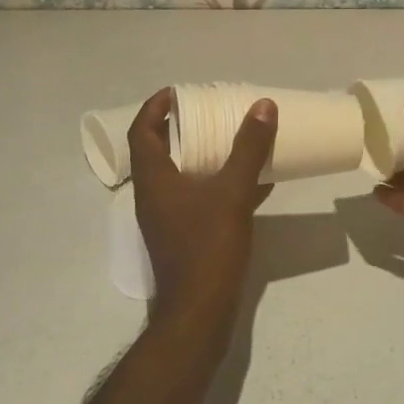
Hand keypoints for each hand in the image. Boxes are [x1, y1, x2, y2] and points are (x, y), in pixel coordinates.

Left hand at [128, 88, 276, 315]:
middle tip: (208, 112)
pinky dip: (218, 183)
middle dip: (181, 128)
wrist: (200, 311)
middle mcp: (153, 196)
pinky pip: (198, 198)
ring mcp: (167, 218)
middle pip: (158, 151)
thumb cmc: (208, 248)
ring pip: (180, 175)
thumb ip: (248, 149)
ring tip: (231, 139)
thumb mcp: (232, 193)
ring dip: (201, 155)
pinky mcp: (184, 236)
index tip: (178, 92)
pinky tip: (253, 182)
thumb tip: (263, 106)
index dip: (154, 107)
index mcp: (153, 180)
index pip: (141, 132)